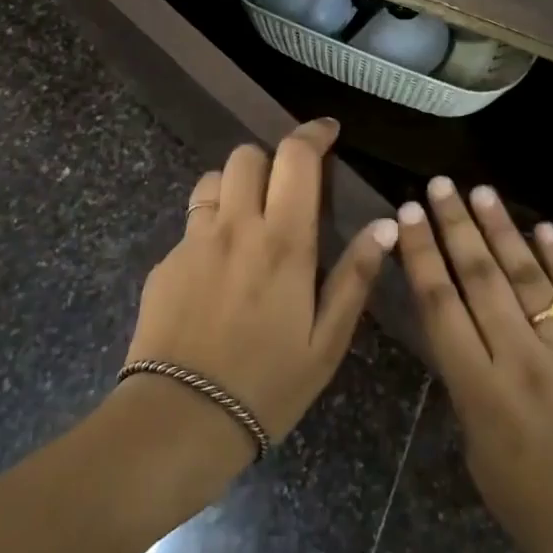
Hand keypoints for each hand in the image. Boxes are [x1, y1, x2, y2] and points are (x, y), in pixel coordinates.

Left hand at [121, 119, 398, 458]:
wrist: (179, 421)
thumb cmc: (266, 385)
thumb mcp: (327, 341)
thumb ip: (355, 277)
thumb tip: (387, 225)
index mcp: (283, 241)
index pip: (296, 158)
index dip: (313, 134)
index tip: (327, 131)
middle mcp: (236, 227)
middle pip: (247, 155)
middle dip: (271, 159)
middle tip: (287, 191)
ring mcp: (193, 242)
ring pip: (214, 180)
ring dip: (236, 187)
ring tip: (250, 221)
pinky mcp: (165, 263)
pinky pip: (191, 223)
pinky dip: (210, 226)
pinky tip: (218, 270)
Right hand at [397, 178, 552, 552]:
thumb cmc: (546, 522)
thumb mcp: (484, 465)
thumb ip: (471, 397)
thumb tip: (467, 347)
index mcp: (481, 393)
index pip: (441, 306)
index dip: (422, 256)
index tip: (409, 214)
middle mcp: (521, 359)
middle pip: (480, 278)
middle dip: (455, 226)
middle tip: (439, 186)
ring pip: (527, 276)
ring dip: (501, 230)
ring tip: (480, 190)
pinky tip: (544, 228)